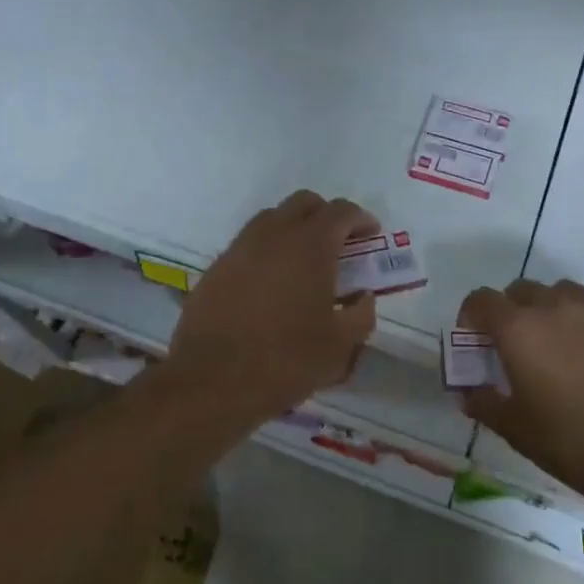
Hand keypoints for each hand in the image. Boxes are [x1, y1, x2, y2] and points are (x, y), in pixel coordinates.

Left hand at [168, 190, 379, 417]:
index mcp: (311, 245)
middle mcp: (274, 234)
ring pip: (272, 218)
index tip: (370, 234)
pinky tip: (271, 282)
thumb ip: (361, 315)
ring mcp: (240, 247)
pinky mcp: (216, 267)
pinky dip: (267, 250)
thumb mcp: (340, 346)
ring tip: (304, 261)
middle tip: (339, 242)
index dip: (360, 218)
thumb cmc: (286, 360)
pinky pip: (248, 243)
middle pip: (304, 202)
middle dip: (326, 215)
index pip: (341, 211)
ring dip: (294, 228)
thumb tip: (363, 297)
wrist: (212, 381)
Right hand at [460, 279, 583, 508]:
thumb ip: (484, 403)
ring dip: (552, 311)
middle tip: (517, 346)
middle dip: (512, 311)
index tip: (475, 340)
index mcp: (520, 328)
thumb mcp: (514, 428)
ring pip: (565, 295)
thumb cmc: (570, 442)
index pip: (482, 299)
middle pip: (523, 290)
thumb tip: (467, 393)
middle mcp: (558, 307)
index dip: (472, 315)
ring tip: (559, 347)